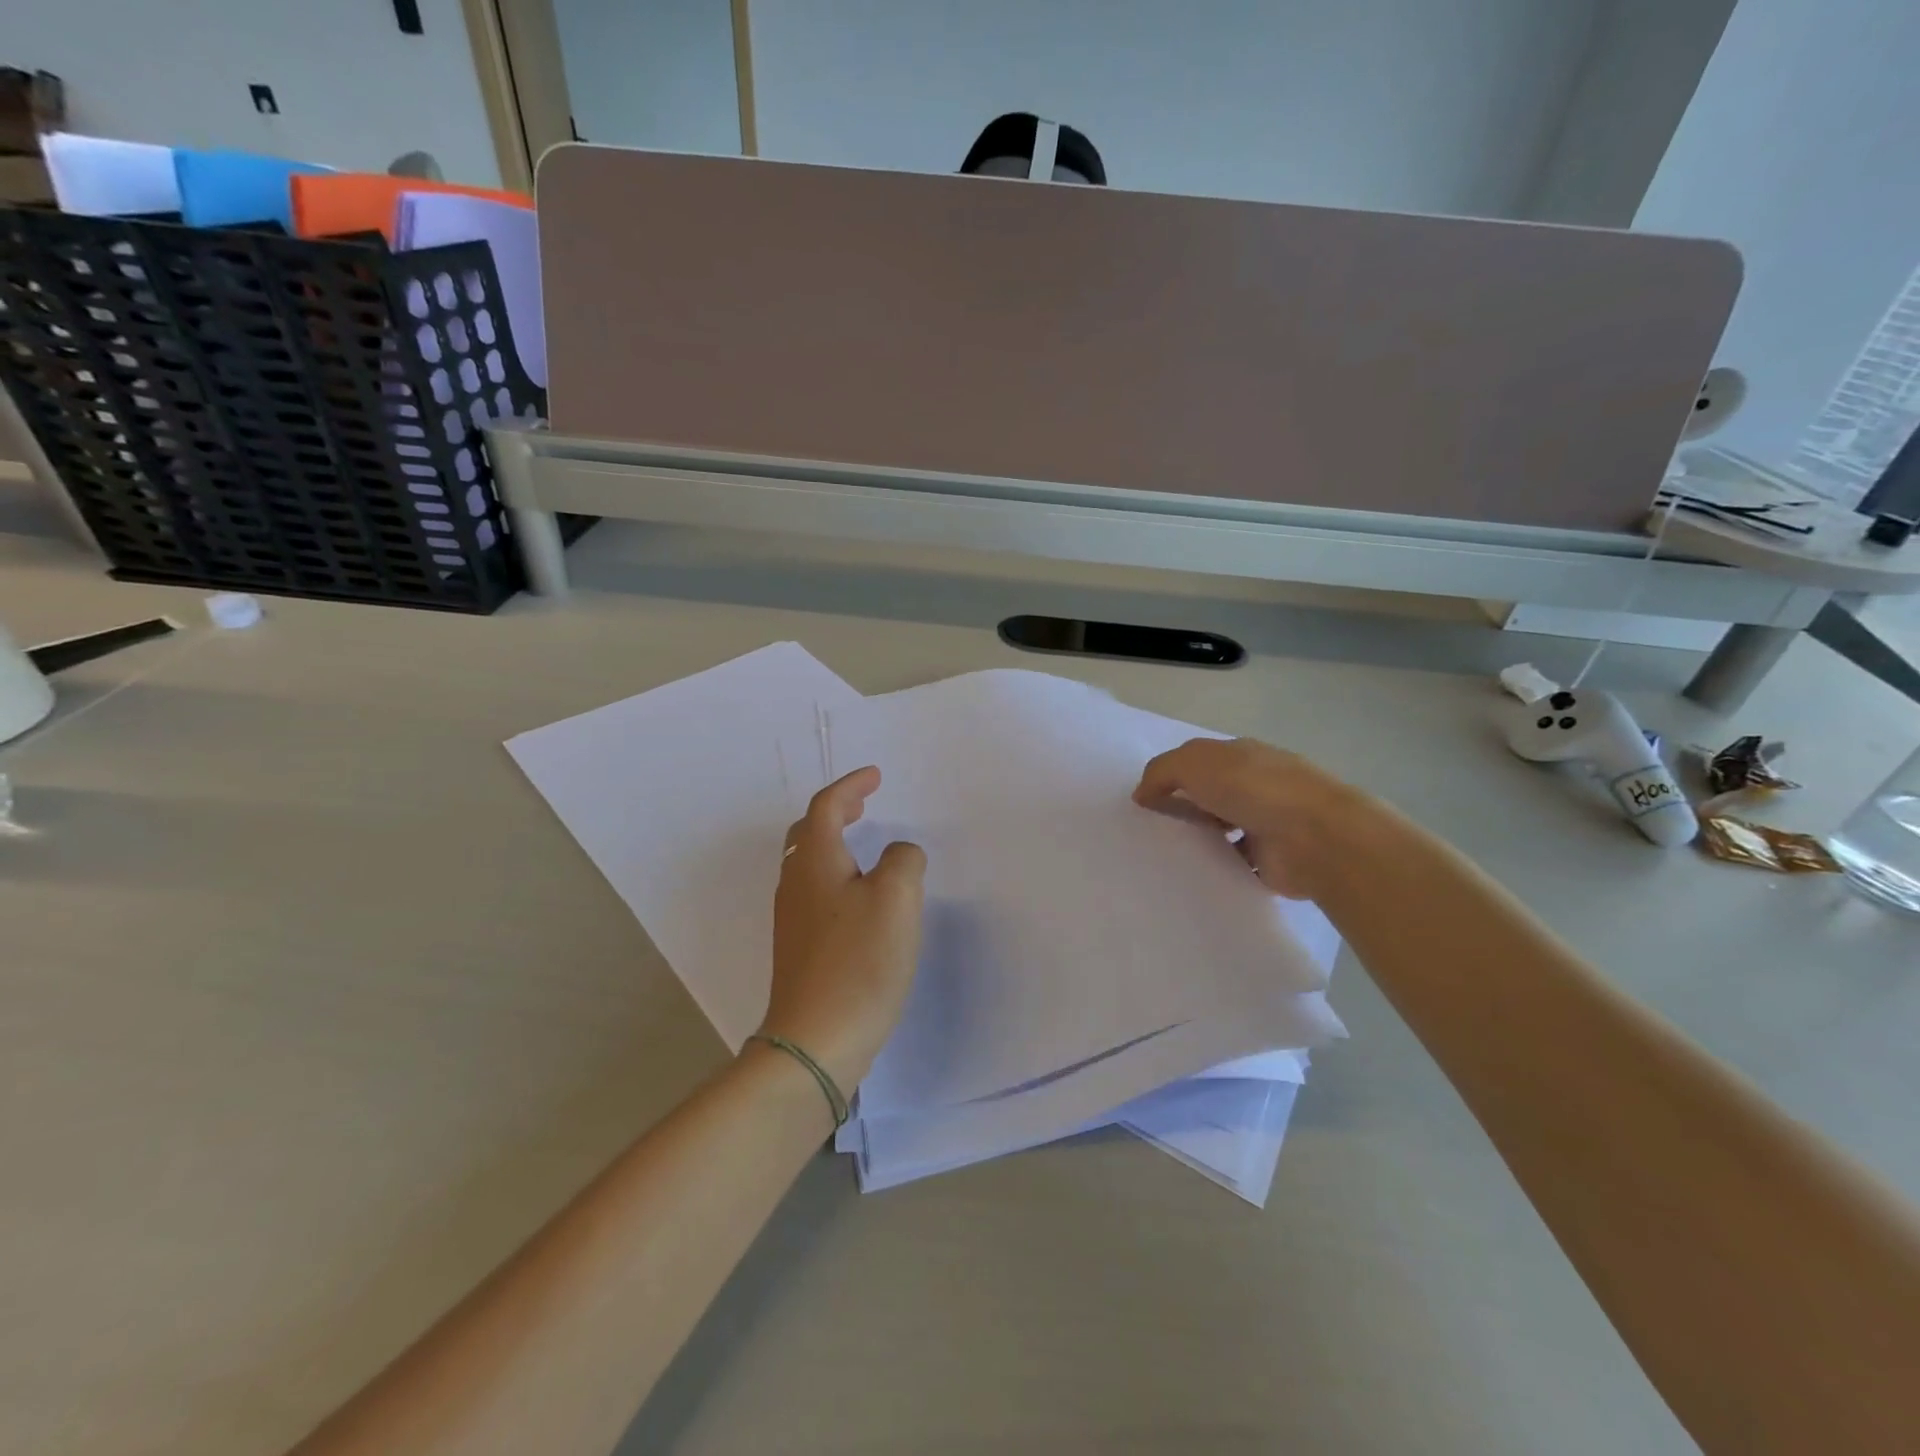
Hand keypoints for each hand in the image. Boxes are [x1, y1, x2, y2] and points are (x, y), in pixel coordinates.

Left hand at [761, 767, 926, 1092]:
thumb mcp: (896, 898)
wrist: (816, 1039)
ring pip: (809, 862)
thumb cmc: (859, 961)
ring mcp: (793, 918)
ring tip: (864, 842)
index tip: (876, 776)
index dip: (851, 786)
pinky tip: (859, 895)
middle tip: (865, 803)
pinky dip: (837, 873)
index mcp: (815, 861)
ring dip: (835, 841)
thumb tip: (898, 856)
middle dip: (837, 810)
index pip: (826, 806)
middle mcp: (795, 883)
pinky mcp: (800, 947)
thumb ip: (903, 861)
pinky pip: (815, 891)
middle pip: (808, 832)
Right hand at [1132, 738, 1359, 899]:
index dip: (1170, 776)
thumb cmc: (1253, 788)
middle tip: (1146, 830)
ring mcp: (1264, 823)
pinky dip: (1214, 867)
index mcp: (1240, 756)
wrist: (1316, 837)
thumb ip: (1161, 772)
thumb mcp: (1194, 763)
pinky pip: (1232, 862)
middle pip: (1208, 795)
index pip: (1198, 762)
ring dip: (1198, 838)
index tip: (1144, 800)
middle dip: (1181, 808)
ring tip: (1162, 855)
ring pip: (1219, 829)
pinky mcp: (1268, 860)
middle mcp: (1254, 786)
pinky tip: (1189, 875)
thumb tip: (1141, 793)